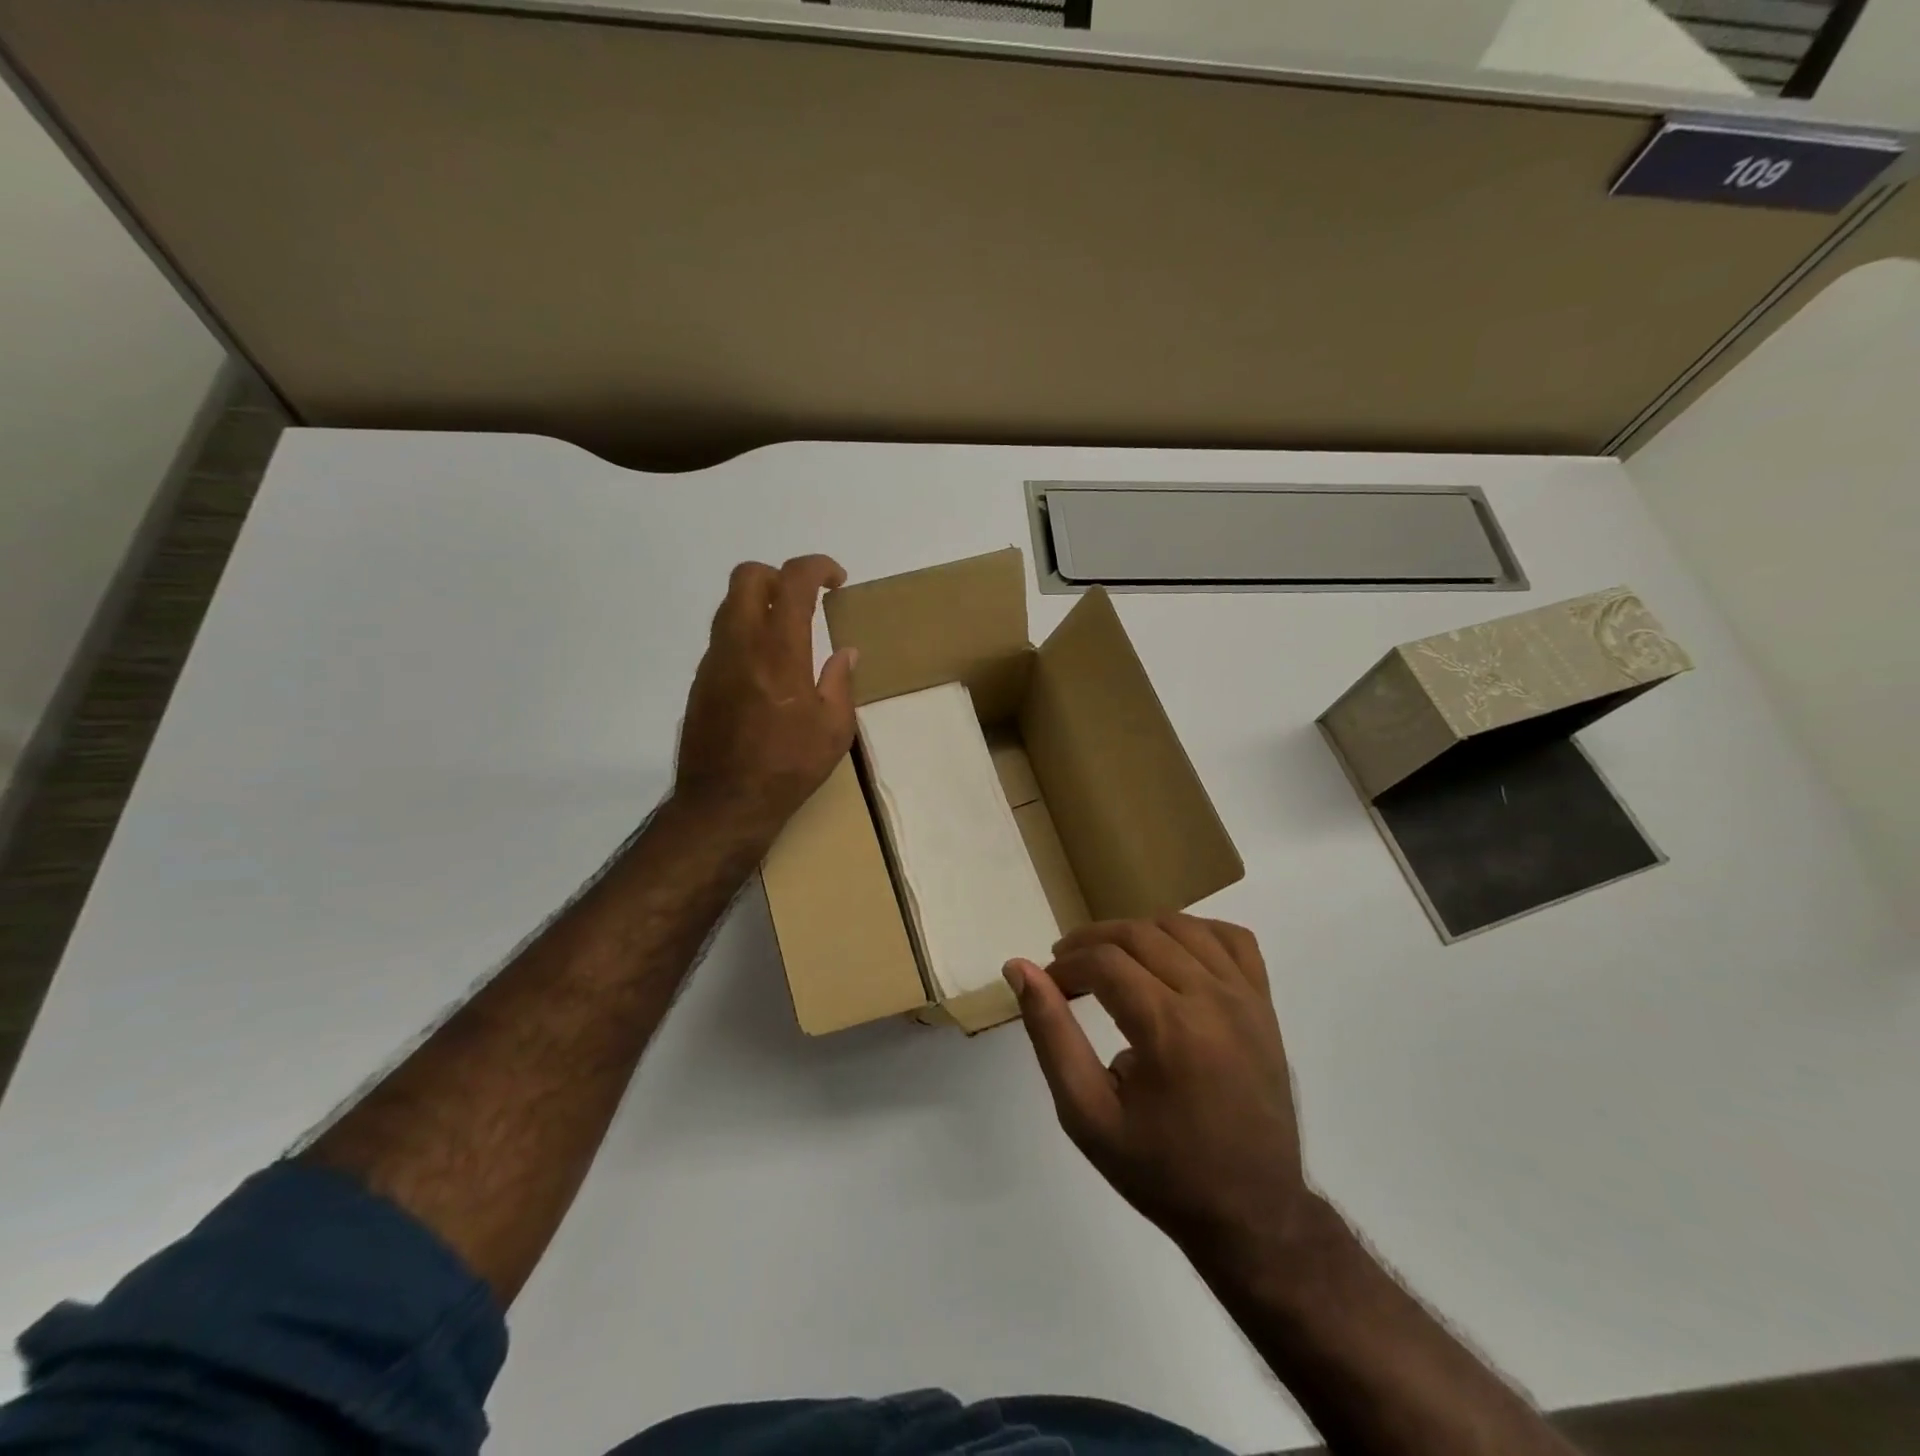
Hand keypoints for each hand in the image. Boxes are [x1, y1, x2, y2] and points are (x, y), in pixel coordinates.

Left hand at [674, 556, 856, 837]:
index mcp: (779, 651)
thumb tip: (845, 652)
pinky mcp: (701, 681)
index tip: (836, 581)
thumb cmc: (788, 767)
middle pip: (748, 576)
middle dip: (780, 576)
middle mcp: (740, 644)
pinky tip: (765, 672)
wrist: (724, 803)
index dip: (817, 567)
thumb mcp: (834, 729)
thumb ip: (840, 681)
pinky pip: (723, 638)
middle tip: (805, 602)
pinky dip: (746, 636)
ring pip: (731, 605)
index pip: (793, 581)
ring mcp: (714, 661)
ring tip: (787, 636)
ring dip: (760, 605)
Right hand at [1006, 916, 1318, 1278]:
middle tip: (1066, 969)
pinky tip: (1173, 954)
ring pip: (1182, 926)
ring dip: (1137, 932)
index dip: (1066, 965)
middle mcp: (1211, 998)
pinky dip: (1197, 932)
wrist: (1252, 1212)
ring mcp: (1245, 997)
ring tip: (1111, 960)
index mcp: (1168, 1027)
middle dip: (1091, 942)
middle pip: (1138, 934)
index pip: (1103, 961)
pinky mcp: (1265, 1004)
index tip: (1048, 986)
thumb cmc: (1162, 1170)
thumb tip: (1019, 969)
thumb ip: (1051, 1035)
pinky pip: (1234, 939)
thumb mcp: (1087, 1114)